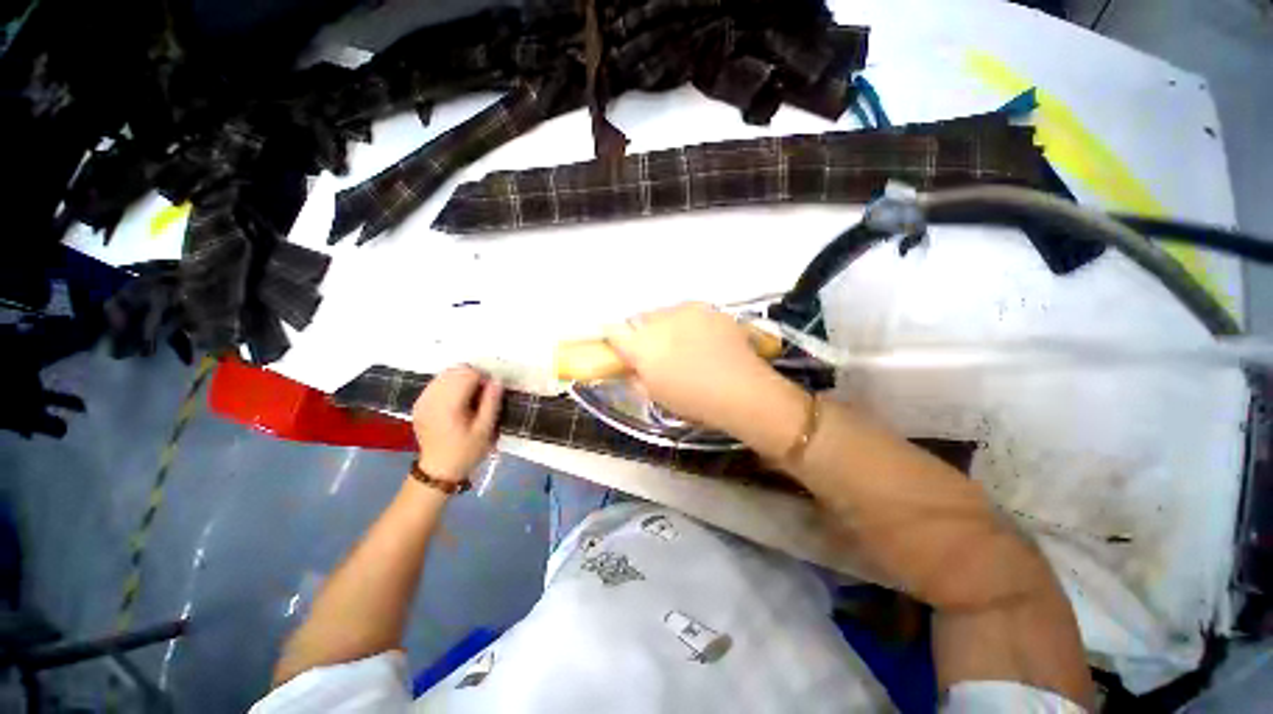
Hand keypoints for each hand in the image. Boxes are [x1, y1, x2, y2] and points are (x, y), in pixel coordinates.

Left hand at [411, 366, 502, 482]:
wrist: (438, 470)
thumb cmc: (466, 451)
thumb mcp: (485, 429)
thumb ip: (491, 402)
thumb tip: (496, 380)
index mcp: (449, 405)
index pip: (468, 374)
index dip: (484, 379)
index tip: (490, 393)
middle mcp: (432, 398)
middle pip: (455, 371)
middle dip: (472, 377)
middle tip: (482, 395)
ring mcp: (422, 400)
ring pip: (445, 374)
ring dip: (461, 379)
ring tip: (470, 397)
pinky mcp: (419, 403)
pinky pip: (436, 383)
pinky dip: (449, 385)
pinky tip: (456, 400)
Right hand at [604, 303, 777, 431]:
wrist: (741, 390)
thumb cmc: (693, 400)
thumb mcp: (655, 396)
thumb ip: (635, 378)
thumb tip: (631, 369)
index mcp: (642, 345)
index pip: (614, 332)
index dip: (615, 339)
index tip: (621, 349)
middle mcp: (660, 320)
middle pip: (640, 318)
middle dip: (642, 332)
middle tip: (655, 351)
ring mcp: (687, 311)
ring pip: (665, 312)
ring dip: (666, 325)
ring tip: (683, 344)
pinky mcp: (709, 309)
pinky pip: (689, 311)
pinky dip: (689, 322)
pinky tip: (703, 340)